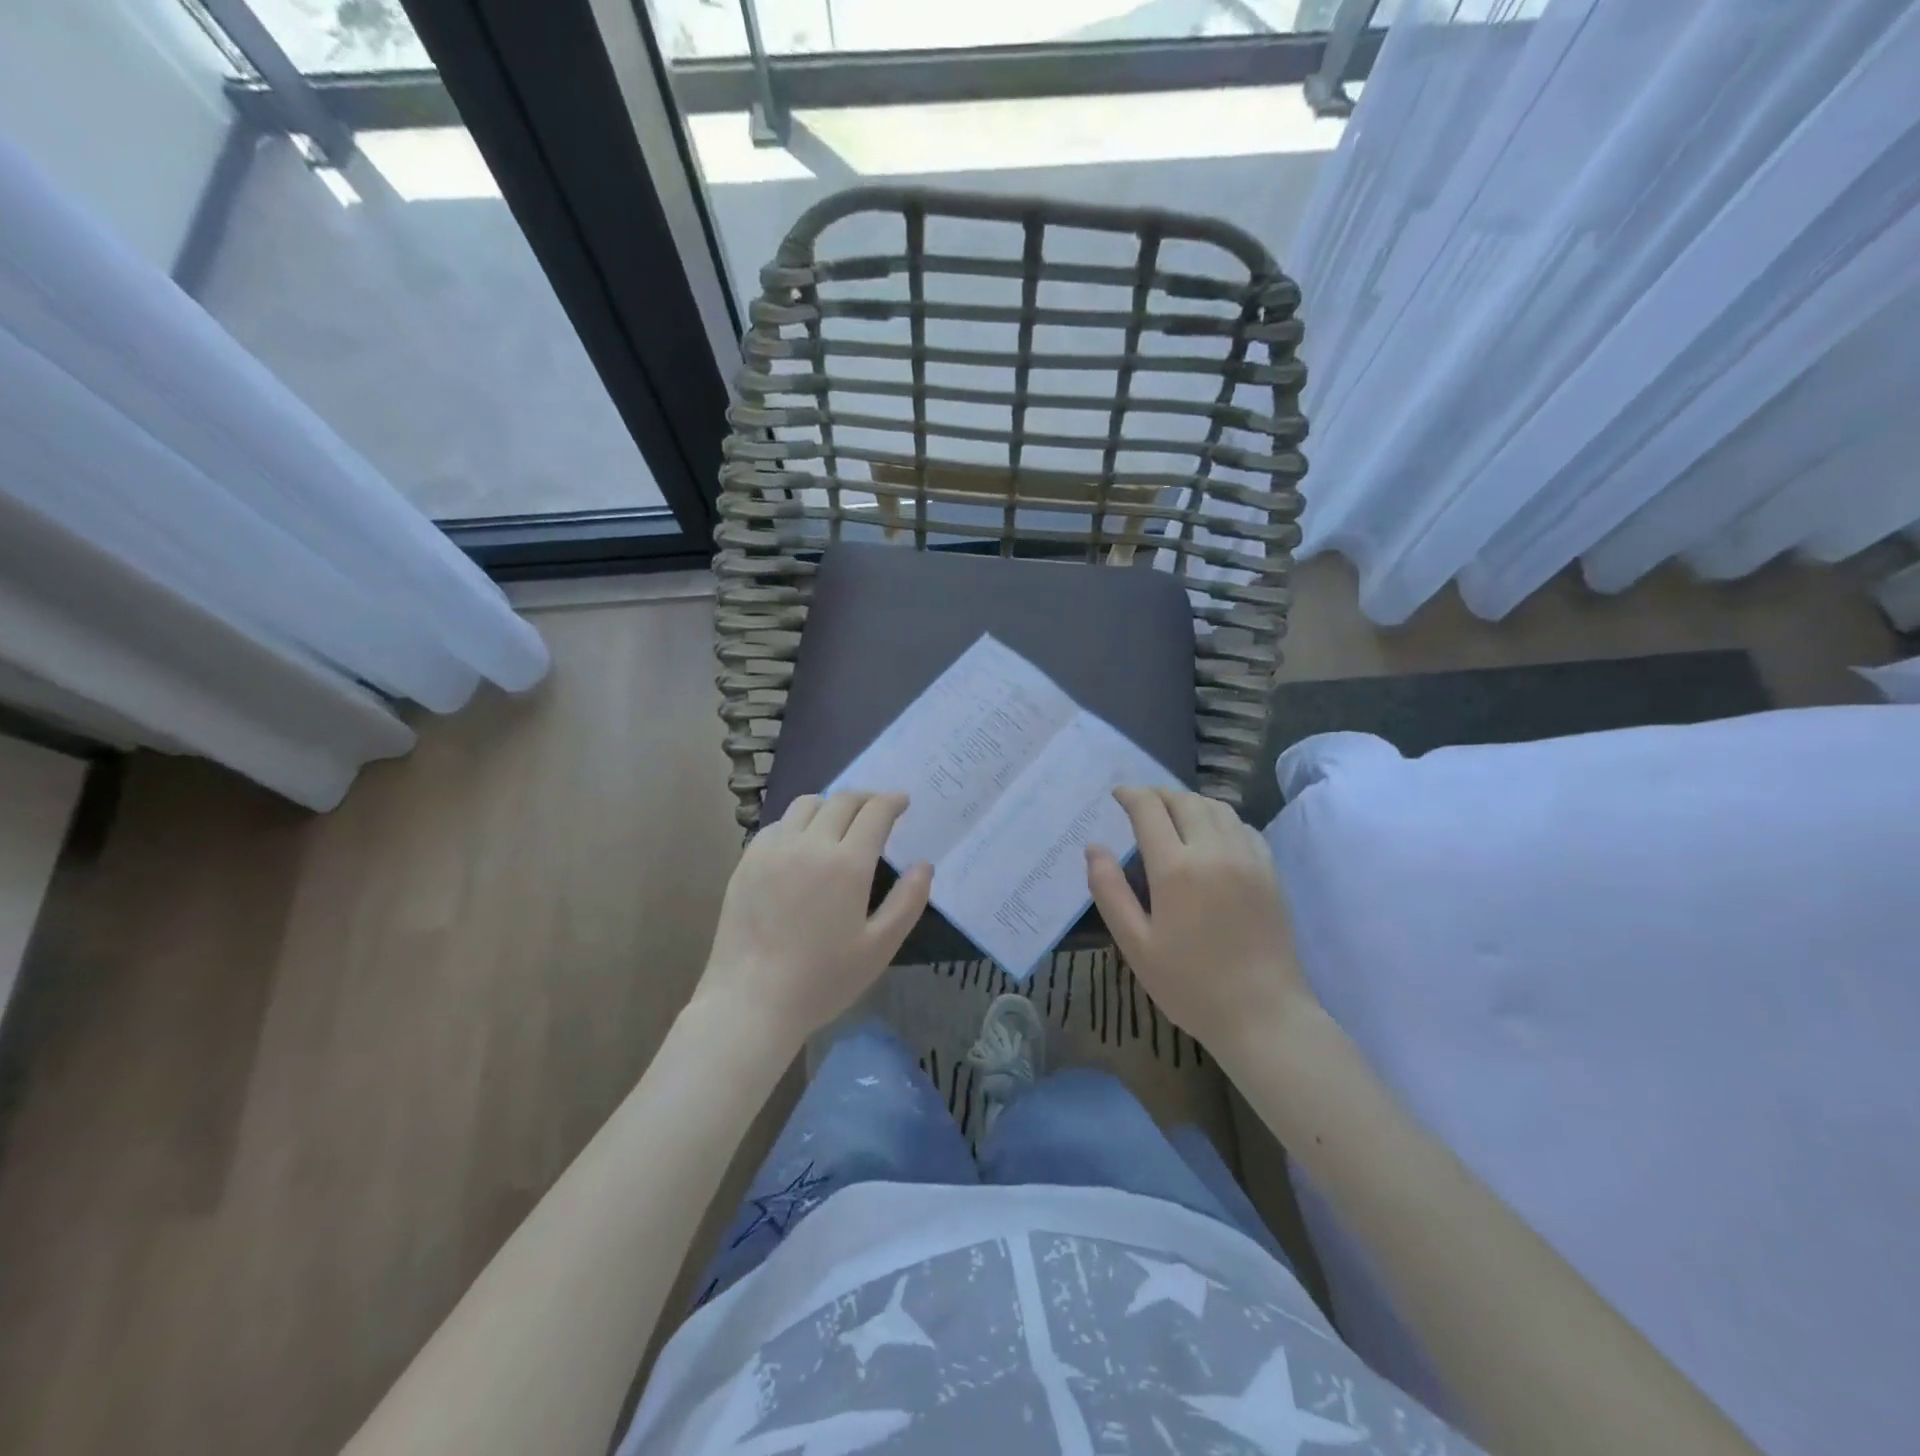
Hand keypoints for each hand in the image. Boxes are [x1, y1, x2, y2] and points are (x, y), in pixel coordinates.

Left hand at [696, 791, 931, 1047]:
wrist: (750, 1001)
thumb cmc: (822, 980)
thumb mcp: (879, 947)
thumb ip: (908, 901)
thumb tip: (924, 865)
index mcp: (847, 863)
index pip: (875, 812)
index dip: (892, 801)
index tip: (902, 802)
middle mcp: (810, 844)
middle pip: (842, 800)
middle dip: (866, 799)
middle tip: (877, 809)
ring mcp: (774, 849)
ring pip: (807, 804)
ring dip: (831, 805)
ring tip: (840, 821)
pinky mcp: (748, 860)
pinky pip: (778, 824)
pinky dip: (798, 822)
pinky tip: (802, 843)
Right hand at [1086, 787, 1318, 1061]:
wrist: (1263, 1014)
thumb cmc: (1190, 984)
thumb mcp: (1135, 944)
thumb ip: (1109, 891)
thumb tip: (1093, 847)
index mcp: (1176, 868)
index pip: (1149, 809)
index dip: (1130, 795)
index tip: (1117, 794)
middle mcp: (1214, 851)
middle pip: (1184, 800)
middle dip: (1158, 794)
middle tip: (1140, 803)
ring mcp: (1248, 858)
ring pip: (1217, 807)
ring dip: (1189, 801)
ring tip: (1173, 813)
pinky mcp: (1270, 871)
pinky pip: (1243, 826)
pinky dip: (1220, 818)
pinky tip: (1211, 834)